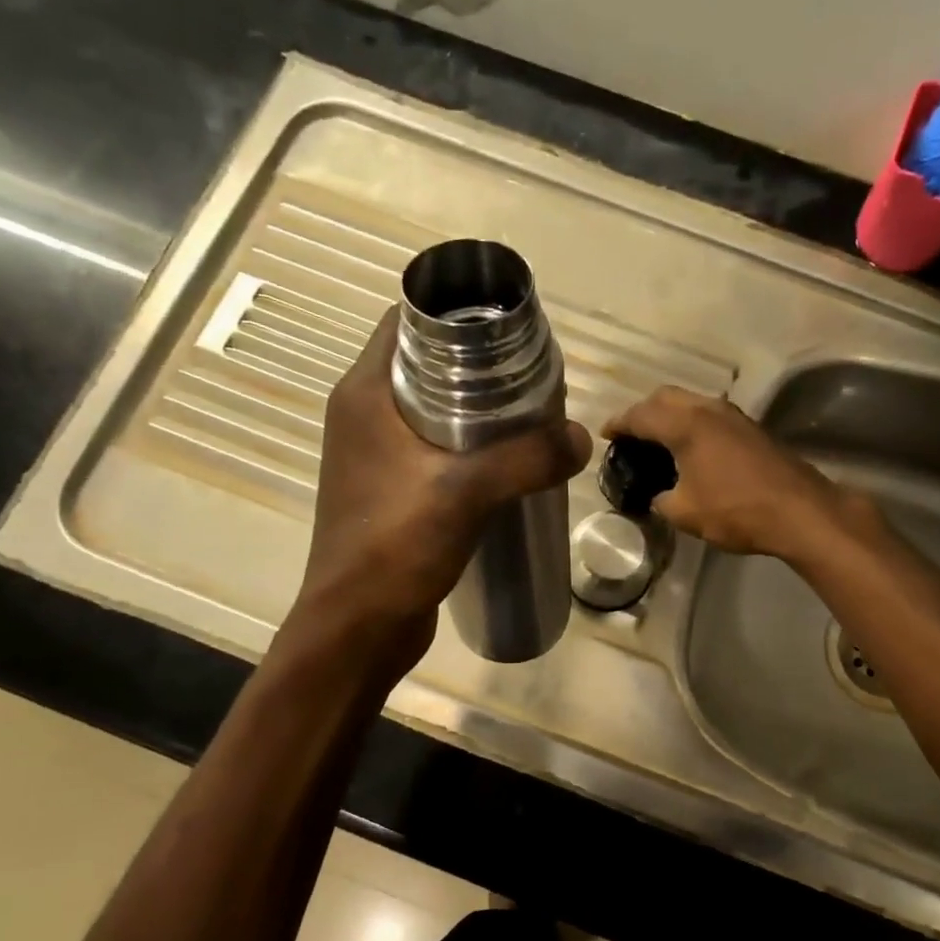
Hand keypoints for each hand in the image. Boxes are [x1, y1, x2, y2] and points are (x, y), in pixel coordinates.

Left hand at [294, 308, 591, 662]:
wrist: (358, 626)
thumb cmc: (396, 547)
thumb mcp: (466, 492)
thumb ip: (527, 458)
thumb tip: (581, 438)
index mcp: (365, 395)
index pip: (407, 323)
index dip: (457, 313)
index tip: (510, 327)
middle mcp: (364, 417)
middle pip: (426, 366)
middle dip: (479, 364)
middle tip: (533, 376)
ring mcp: (376, 458)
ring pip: (433, 412)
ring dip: (477, 411)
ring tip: (530, 418)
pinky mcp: (392, 493)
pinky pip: (435, 452)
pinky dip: (469, 449)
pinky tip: (508, 466)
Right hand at [604, 386, 869, 561]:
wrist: (800, 511)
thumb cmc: (735, 510)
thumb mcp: (684, 513)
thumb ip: (661, 500)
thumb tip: (658, 497)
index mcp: (686, 425)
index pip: (641, 415)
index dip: (619, 423)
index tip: (606, 434)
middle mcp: (708, 410)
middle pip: (666, 397)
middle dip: (643, 411)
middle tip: (630, 434)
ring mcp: (734, 416)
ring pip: (691, 402)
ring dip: (670, 415)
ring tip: (657, 440)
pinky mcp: (751, 429)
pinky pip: (709, 416)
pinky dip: (691, 424)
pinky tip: (690, 448)